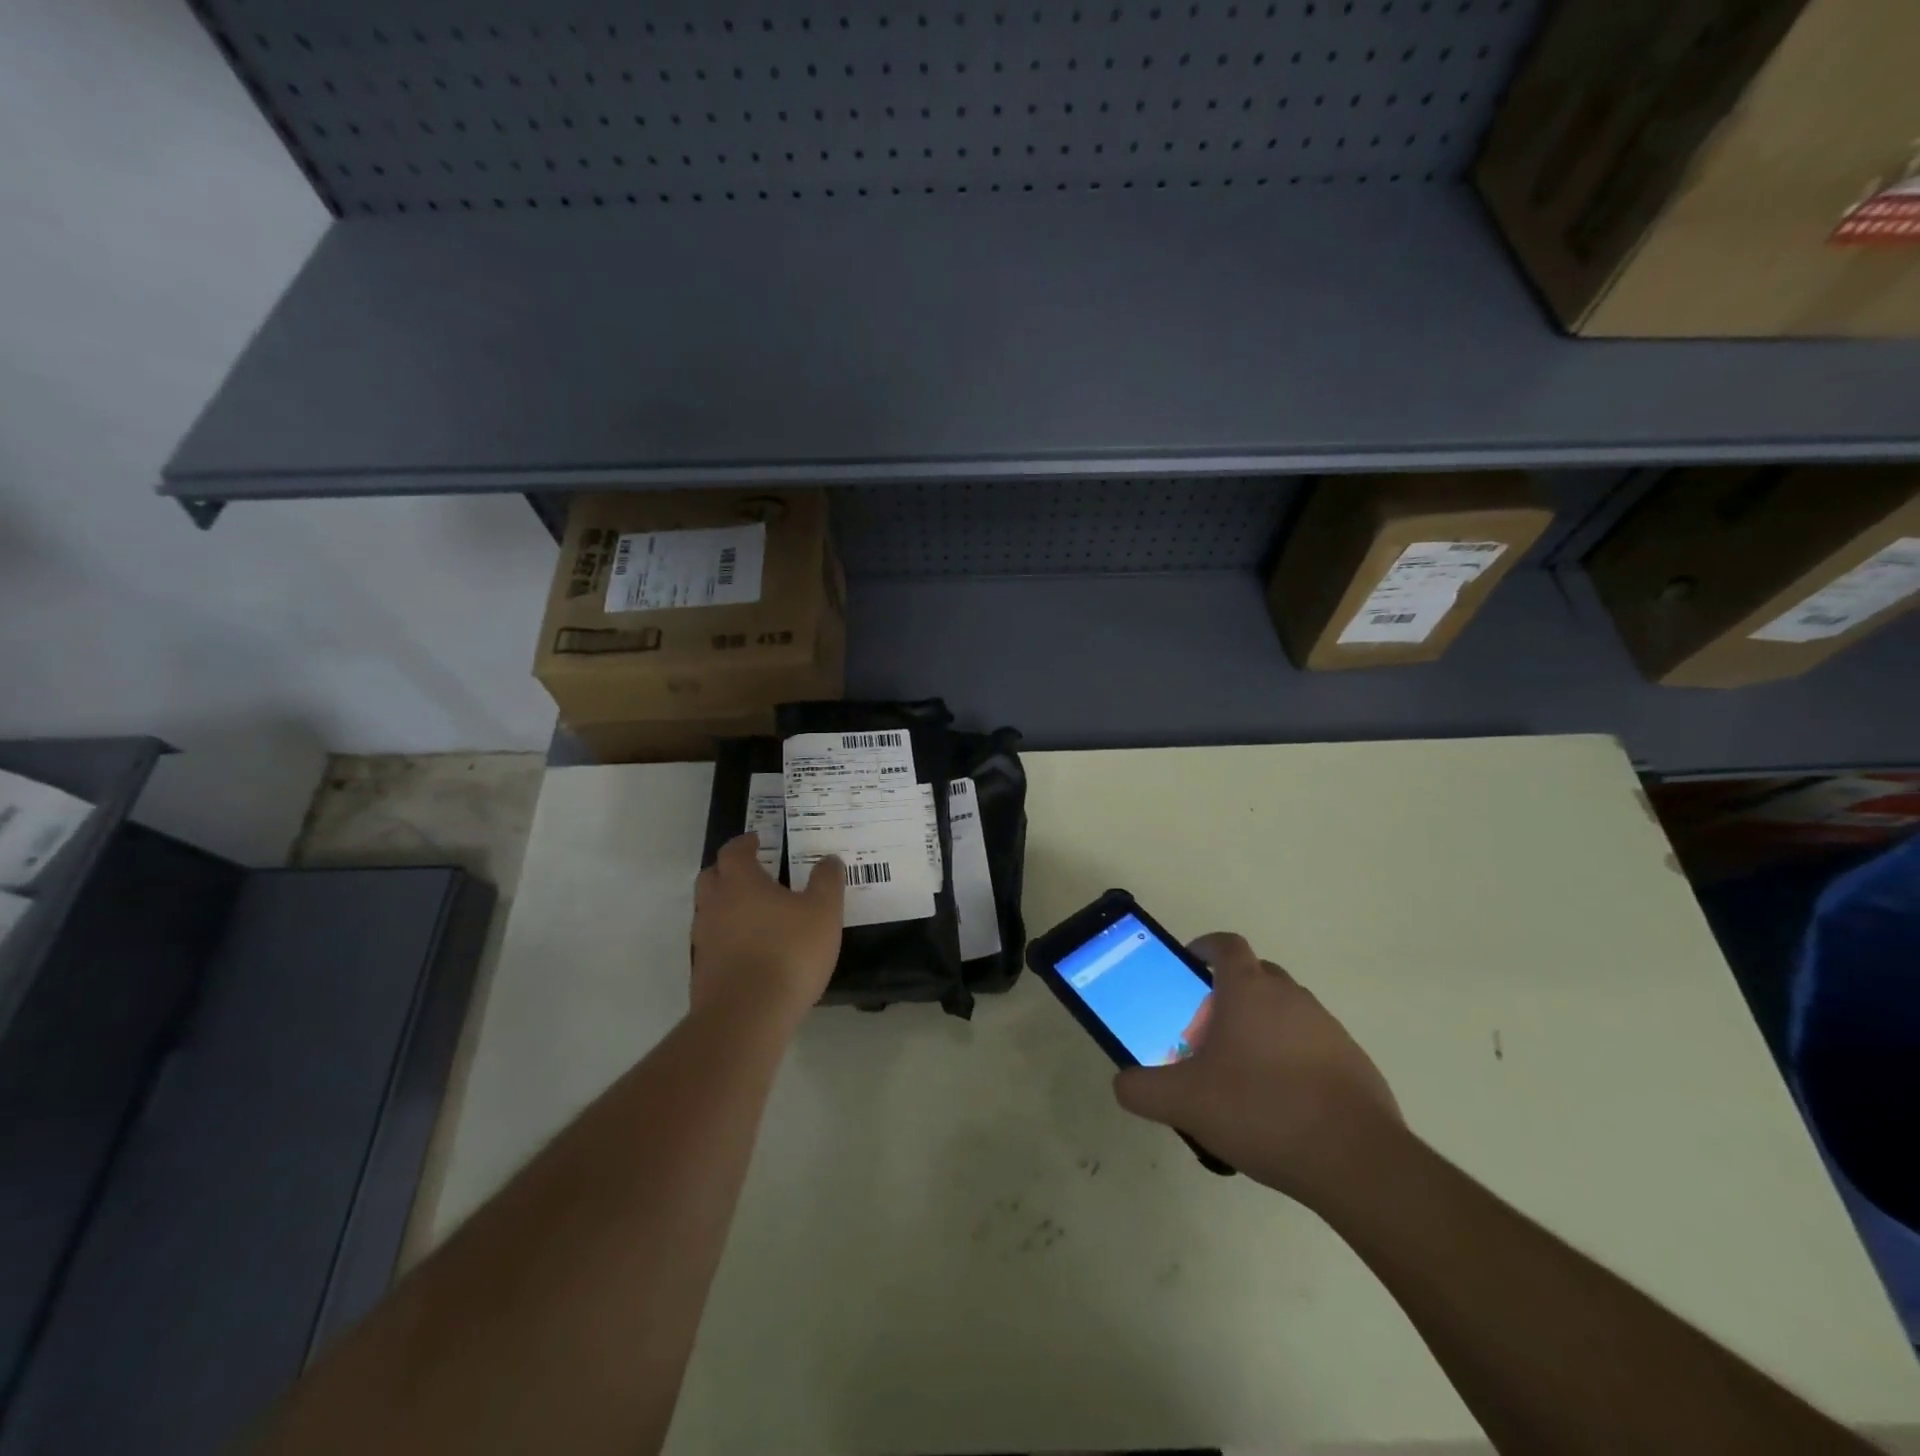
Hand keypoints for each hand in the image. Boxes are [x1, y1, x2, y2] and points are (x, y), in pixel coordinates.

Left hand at [691, 835, 843, 1024]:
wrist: (746, 1016)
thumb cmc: (788, 952)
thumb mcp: (823, 912)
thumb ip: (827, 882)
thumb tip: (829, 860)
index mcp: (741, 882)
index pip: (734, 851)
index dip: (745, 843)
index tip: (758, 840)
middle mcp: (715, 905)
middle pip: (711, 877)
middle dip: (728, 870)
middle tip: (752, 873)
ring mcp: (704, 939)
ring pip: (709, 910)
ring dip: (726, 906)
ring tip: (755, 914)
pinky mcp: (702, 971)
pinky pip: (712, 942)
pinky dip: (727, 938)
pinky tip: (750, 950)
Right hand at [1113, 932, 1403, 1206]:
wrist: (1355, 1160)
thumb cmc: (1260, 1110)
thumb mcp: (1184, 1102)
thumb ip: (1142, 1089)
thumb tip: (1123, 1084)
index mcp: (1249, 990)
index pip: (1226, 945)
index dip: (1205, 948)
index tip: (1190, 965)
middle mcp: (1291, 997)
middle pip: (1256, 976)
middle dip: (1229, 994)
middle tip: (1208, 1032)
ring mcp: (1328, 1028)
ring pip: (1286, 1011)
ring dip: (1262, 1028)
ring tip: (1243, 1075)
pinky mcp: (1355, 1062)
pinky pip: (1313, 1045)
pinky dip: (1293, 1059)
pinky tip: (1282, 1104)